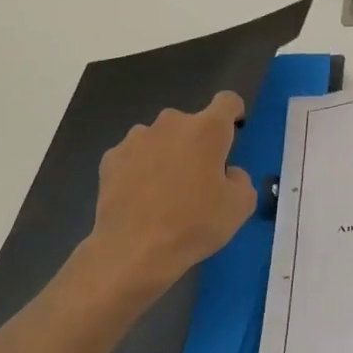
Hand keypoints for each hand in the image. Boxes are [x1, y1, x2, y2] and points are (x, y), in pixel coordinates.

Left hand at [76, 92, 257, 303]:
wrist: (134, 250)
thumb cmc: (195, 224)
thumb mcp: (240, 206)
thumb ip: (241, 179)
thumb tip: (228, 172)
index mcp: (207, 129)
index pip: (228, 101)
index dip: (234, 112)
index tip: (235, 130)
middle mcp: (171, 123)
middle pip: (191, 122)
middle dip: (198, 142)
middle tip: (200, 177)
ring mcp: (136, 139)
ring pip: (161, 138)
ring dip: (168, 154)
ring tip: (166, 191)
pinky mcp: (110, 158)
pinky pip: (135, 156)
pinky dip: (141, 169)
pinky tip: (141, 198)